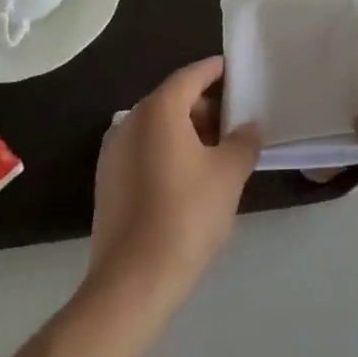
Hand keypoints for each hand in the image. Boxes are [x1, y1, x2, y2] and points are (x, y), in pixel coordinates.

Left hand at [89, 57, 259, 308]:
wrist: (131, 285)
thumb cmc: (185, 216)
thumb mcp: (229, 174)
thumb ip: (244, 141)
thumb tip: (249, 126)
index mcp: (159, 109)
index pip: (193, 74)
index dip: (218, 71)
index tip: (240, 75)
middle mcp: (131, 121)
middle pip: (174, 99)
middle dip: (206, 107)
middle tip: (235, 125)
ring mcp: (113, 153)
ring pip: (158, 127)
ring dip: (187, 132)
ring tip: (217, 156)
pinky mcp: (107, 183)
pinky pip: (144, 151)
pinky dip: (167, 153)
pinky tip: (189, 181)